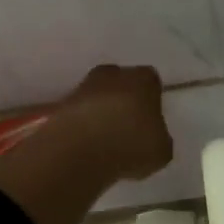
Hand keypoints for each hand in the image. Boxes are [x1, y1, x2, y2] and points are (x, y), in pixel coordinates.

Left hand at [52, 64, 172, 183]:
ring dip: (101, 113)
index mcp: (143, 79)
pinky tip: (87, 146)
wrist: (79, 150)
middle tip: (128, 127)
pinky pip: (79, 114)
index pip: (152, 82)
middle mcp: (113, 74)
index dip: (152, 100)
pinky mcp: (61, 105)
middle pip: (121, 83)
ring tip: (105, 141)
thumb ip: (159, 138)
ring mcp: (83, 87)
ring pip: (98, 97)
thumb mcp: (161, 150)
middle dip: (124, 101)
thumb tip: (152, 137)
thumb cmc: (130, 144)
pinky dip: (83, 126)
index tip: (150, 120)